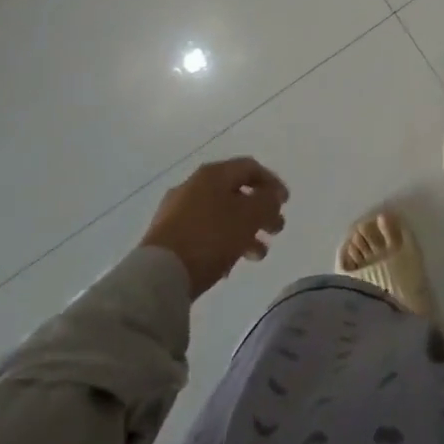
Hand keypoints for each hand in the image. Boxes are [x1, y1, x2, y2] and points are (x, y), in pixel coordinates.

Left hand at [138, 157, 288, 298]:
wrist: (157, 276)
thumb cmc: (210, 238)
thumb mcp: (249, 217)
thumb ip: (267, 202)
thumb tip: (272, 196)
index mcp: (213, 174)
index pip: (250, 168)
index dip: (272, 183)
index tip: (285, 204)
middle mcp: (193, 186)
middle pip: (235, 193)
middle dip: (260, 212)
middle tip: (276, 230)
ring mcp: (176, 212)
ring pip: (220, 215)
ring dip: (244, 231)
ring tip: (258, 255)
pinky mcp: (166, 237)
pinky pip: (203, 233)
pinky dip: (222, 243)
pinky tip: (228, 265)